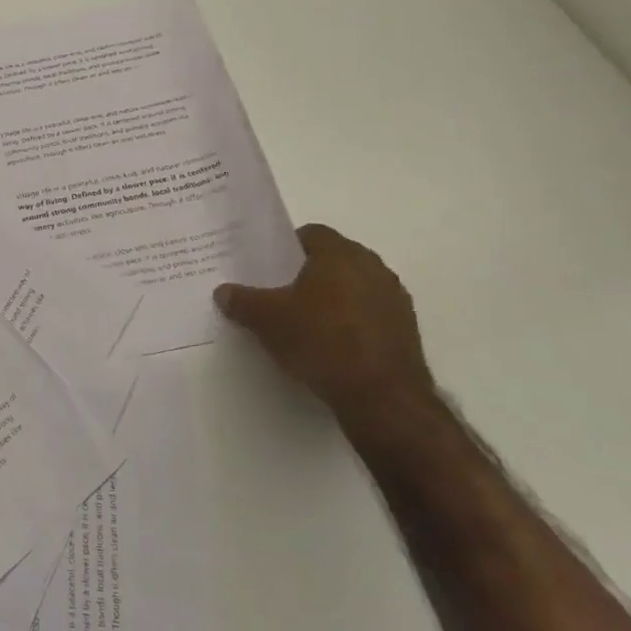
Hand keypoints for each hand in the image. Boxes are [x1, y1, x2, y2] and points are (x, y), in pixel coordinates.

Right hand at [214, 224, 432, 428]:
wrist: (381, 396)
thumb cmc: (321, 341)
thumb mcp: (267, 320)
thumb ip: (242, 301)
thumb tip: (223, 292)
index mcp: (340, 254)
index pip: (312, 233)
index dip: (288, 246)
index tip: (269, 266)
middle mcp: (372, 267)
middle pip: (335, 258)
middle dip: (309, 271)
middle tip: (281, 291)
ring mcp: (394, 298)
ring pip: (355, 285)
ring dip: (333, 296)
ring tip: (306, 319)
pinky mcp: (406, 329)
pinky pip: (370, 312)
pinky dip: (352, 319)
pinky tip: (332, 343)